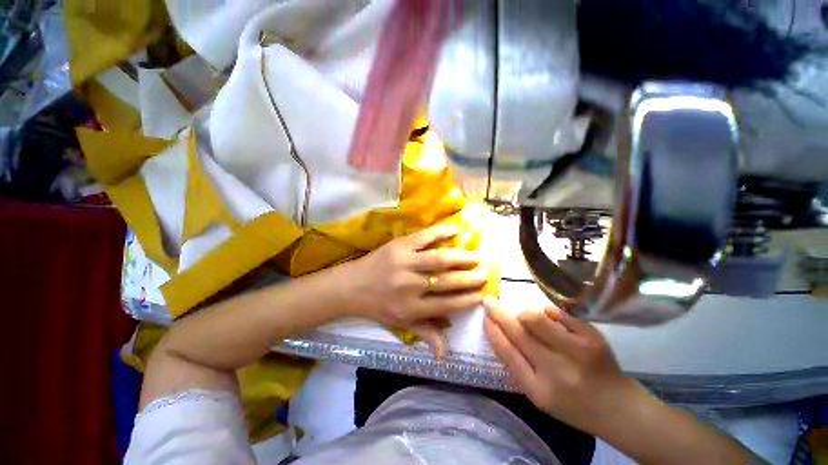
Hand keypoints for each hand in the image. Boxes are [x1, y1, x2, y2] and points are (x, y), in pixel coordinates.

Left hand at [345, 225, 487, 356]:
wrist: (352, 286)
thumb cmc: (379, 306)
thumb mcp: (401, 324)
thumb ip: (425, 334)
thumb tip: (446, 355)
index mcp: (412, 308)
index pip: (448, 304)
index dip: (468, 299)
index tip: (482, 294)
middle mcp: (411, 286)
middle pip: (447, 281)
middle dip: (470, 278)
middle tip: (485, 274)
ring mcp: (405, 262)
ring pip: (439, 259)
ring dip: (461, 257)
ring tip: (477, 256)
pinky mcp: (399, 245)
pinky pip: (423, 237)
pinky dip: (440, 233)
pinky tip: (455, 231)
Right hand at [484, 297, 637, 433]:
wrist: (617, 407)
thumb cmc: (571, 403)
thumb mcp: (539, 395)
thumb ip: (518, 364)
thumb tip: (499, 329)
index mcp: (539, 390)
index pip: (507, 353)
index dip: (493, 331)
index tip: (484, 317)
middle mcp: (557, 371)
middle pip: (518, 333)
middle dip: (498, 313)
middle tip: (489, 301)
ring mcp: (577, 353)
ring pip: (536, 318)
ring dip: (524, 313)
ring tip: (525, 317)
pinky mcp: (593, 338)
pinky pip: (559, 313)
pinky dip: (548, 311)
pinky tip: (549, 317)